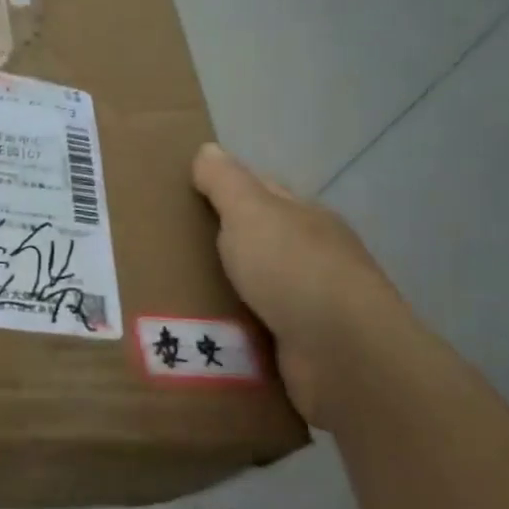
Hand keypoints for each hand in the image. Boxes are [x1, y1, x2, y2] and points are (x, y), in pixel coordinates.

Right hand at [192, 143, 408, 427]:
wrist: (345, 357)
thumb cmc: (294, 271)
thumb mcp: (251, 213)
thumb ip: (226, 182)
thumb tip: (207, 150)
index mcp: (305, 219)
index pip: (262, 193)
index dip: (225, 189)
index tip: (183, 197)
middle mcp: (313, 258)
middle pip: (256, 242)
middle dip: (217, 245)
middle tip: (164, 250)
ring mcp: (311, 306)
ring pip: (253, 290)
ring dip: (222, 293)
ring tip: (169, 294)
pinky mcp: (302, 350)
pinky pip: (254, 333)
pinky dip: (232, 333)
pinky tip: (198, 335)